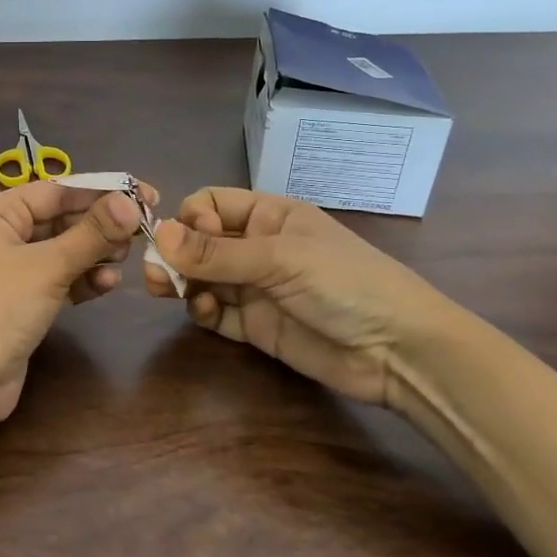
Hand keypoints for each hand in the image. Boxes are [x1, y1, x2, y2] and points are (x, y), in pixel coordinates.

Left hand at [0, 180, 153, 430]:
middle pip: (60, 219)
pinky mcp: (22, 302)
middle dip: (100, 226)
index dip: (101, 192)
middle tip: (142, 232)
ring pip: (62, 250)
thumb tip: (131, 202)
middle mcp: (0, 235)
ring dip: (94, 254)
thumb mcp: (48, 266)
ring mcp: (10, 270)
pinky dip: (82, 280)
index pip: (56, 191)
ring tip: (124, 260)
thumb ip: (91, 233)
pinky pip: (59, 279)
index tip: (145, 195)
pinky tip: (106, 285)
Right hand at [143, 187, 459, 406]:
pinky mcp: (256, 326)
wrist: (400, 352)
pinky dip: (202, 311)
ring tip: (170, 293)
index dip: (192, 218)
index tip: (184, 240)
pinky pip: (215, 313)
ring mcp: (256, 288)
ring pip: (202, 278)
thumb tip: (157, 235)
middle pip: (199, 243)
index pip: (212, 204)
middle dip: (175, 255)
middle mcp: (257, 248)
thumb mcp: (280, 259)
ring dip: (182, 283)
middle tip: (155, 275)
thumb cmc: (346, 284)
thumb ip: (217, 253)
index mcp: (269, 216)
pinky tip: (207, 313)